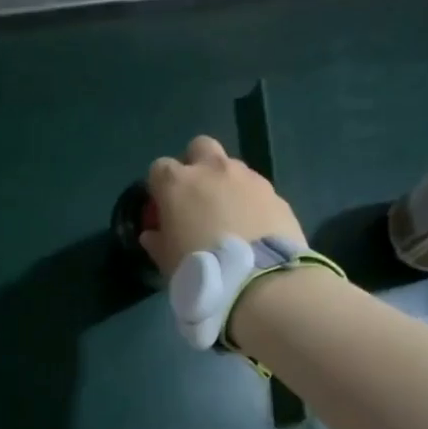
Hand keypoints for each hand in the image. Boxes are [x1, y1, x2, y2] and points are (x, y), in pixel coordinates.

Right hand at [141, 135, 307, 274]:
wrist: (259, 281)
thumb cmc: (200, 268)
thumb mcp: (167, 262)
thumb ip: (157, 242)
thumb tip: (152, 234)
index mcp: (178, 183)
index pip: (159, 168)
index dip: (159, 186)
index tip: (163, 207)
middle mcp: (212, 170)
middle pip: (200, 147)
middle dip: (196, 165)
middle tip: (196, 196)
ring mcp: (248, 178)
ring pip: (232, 166)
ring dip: (226, 183)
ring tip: (228, 215)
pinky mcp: (275, 193)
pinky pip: (256, 189)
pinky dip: (250, 201)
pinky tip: (252, 227)